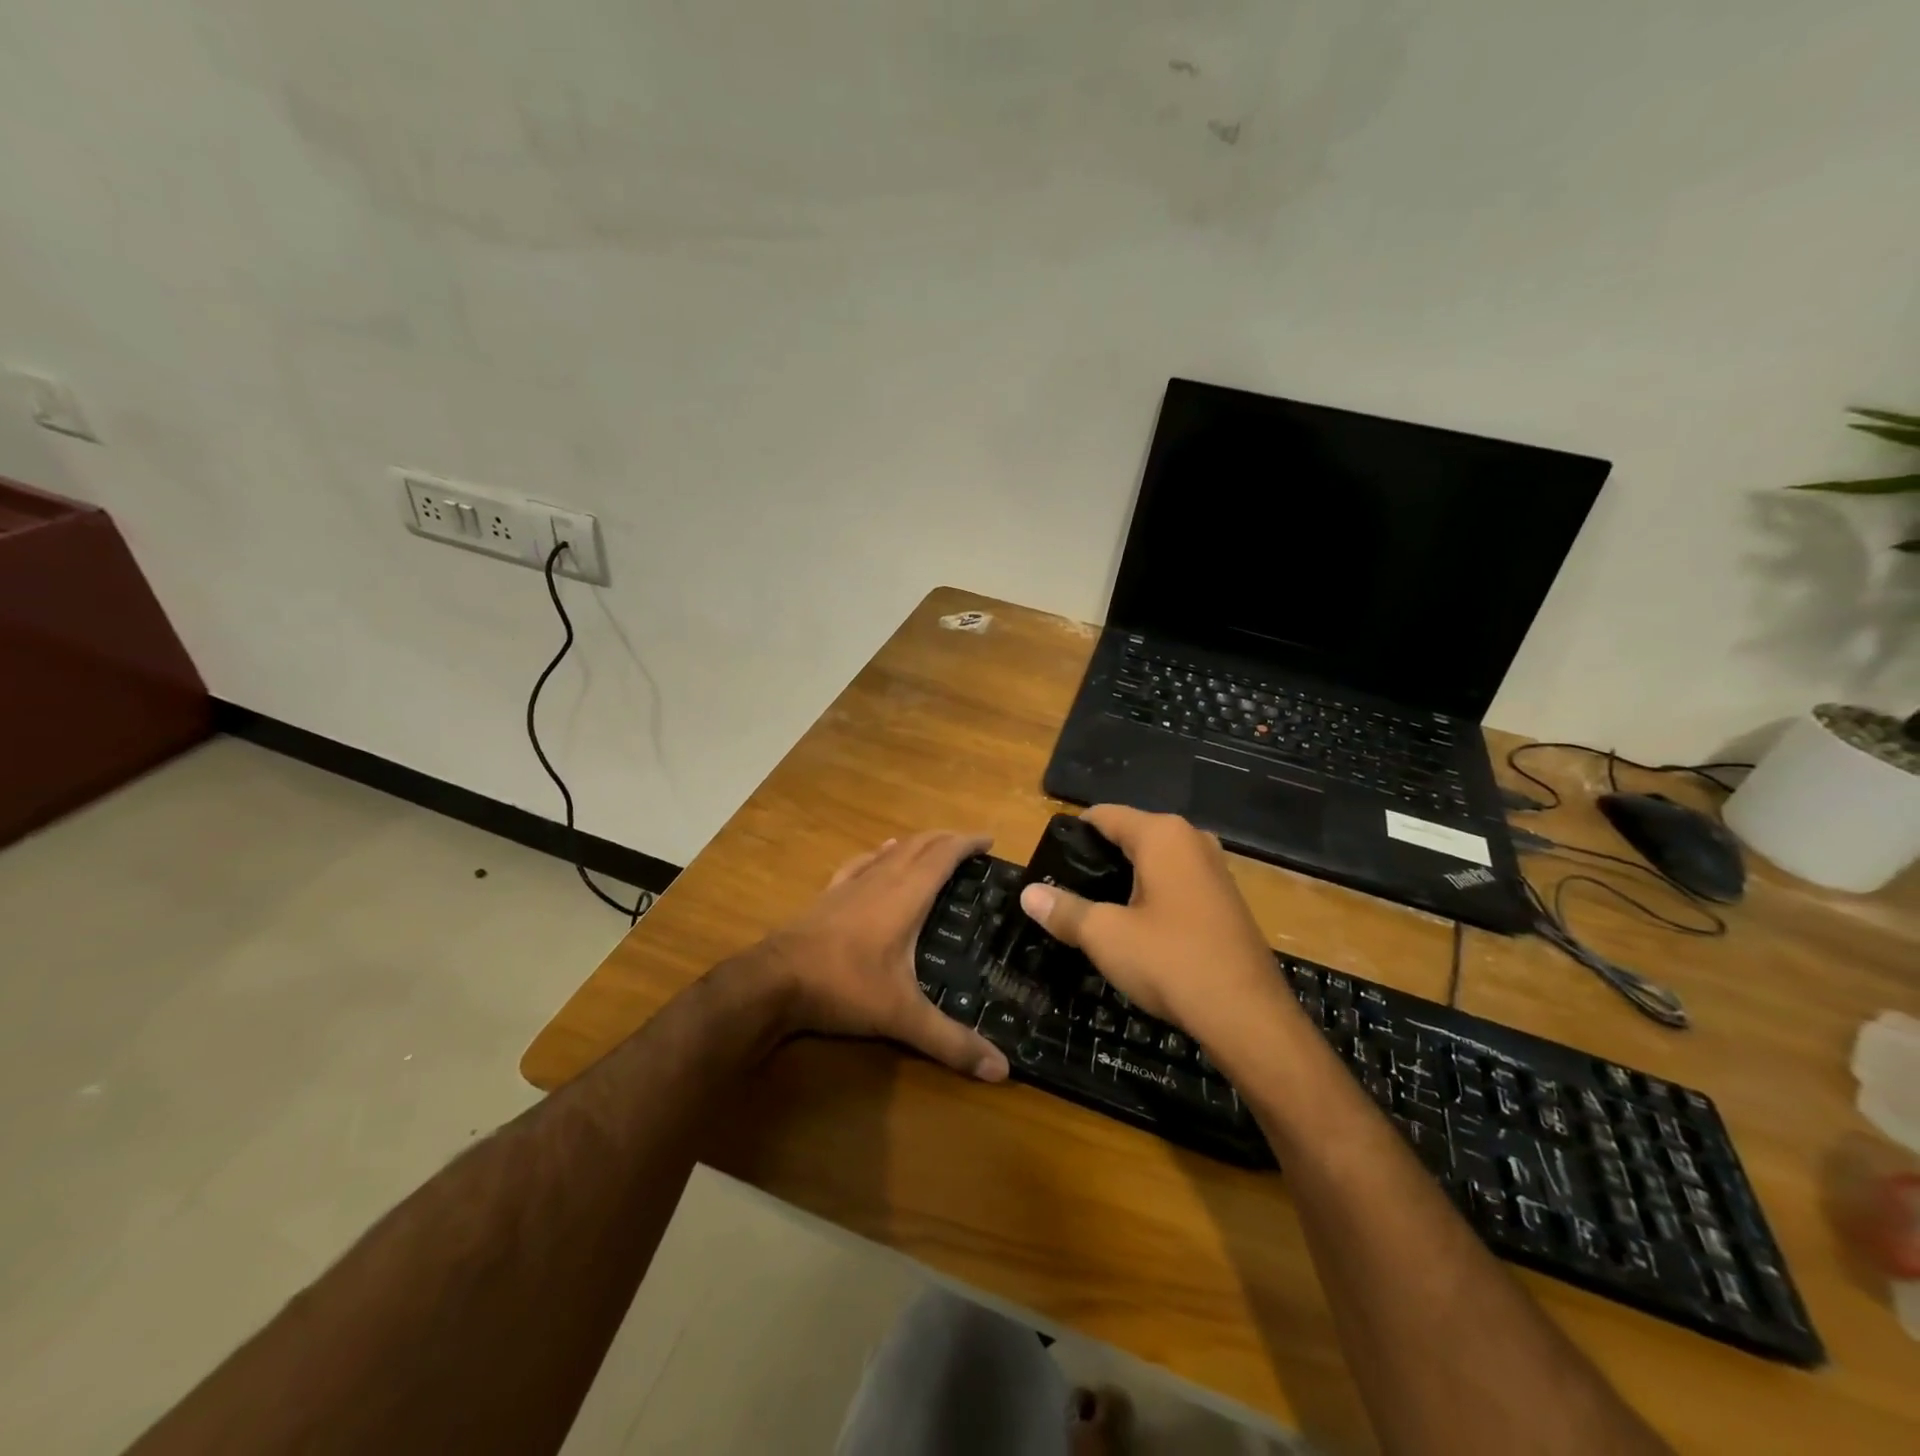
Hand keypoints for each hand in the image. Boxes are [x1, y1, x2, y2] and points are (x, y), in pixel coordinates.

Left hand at [759, 832, 1009, 1081]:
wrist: (774, 981)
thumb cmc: (845, 987)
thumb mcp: (902, 1016)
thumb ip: (951, 1041)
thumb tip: (1002, 1070)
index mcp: (906, 895)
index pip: (944, 855)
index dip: (968, 843)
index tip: (991, 840)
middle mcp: (882, 879)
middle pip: (920, 844)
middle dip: (947, 839)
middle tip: (971, 847)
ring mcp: (852, 884)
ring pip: (891, 850)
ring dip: (917, 843)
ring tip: (935, 849)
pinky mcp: (829, 894)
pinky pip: (862, 862)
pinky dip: (880, 853)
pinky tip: (881, 853)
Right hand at [1017, 806, 1287, 1048]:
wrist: (1247, 1016)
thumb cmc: (1170, 962)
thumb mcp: (1105, 936)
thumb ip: (1064, 910)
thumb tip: (1028, 894)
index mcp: (1162, 834)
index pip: (1105, 815)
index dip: (1073, 834)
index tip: (1049, 861)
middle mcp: (1192, 839)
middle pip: (1131, 835)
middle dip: (1099, 859)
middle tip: (1067, 890)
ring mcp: (1215, 869)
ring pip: (1156, 861)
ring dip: (1127, 879)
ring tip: (1096, 909)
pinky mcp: (1227, 899)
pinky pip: (1178, 882)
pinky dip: (1153, 894)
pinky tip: (1138, 926)